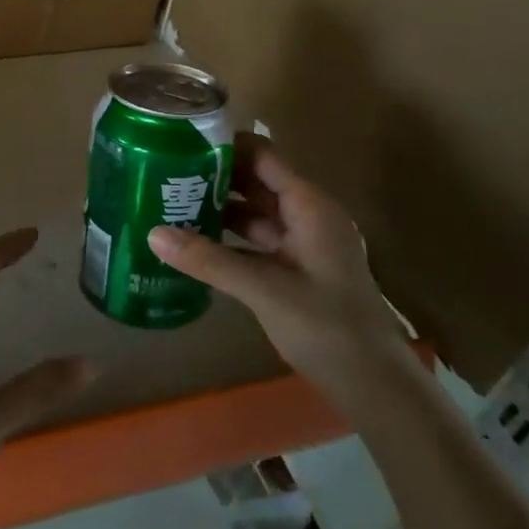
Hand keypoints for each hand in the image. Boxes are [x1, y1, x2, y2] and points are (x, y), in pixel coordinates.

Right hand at [148, 138, 399, 380]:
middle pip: (256, 180)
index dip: (225, 145)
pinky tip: (194, 241)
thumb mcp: (264, 290)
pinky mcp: (296, 269)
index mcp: (309, 206)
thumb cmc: (328, 328)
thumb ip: (209, 260)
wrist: (376, 387)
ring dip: (219, 206)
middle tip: (164, 171)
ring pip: (255, 211)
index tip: (180, 141)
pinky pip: (257, 240)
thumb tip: (153, 233)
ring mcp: (303, 243)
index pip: (263, 155)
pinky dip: (229, 237)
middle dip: (214, 175)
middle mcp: (307, 215)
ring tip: (170, 201)